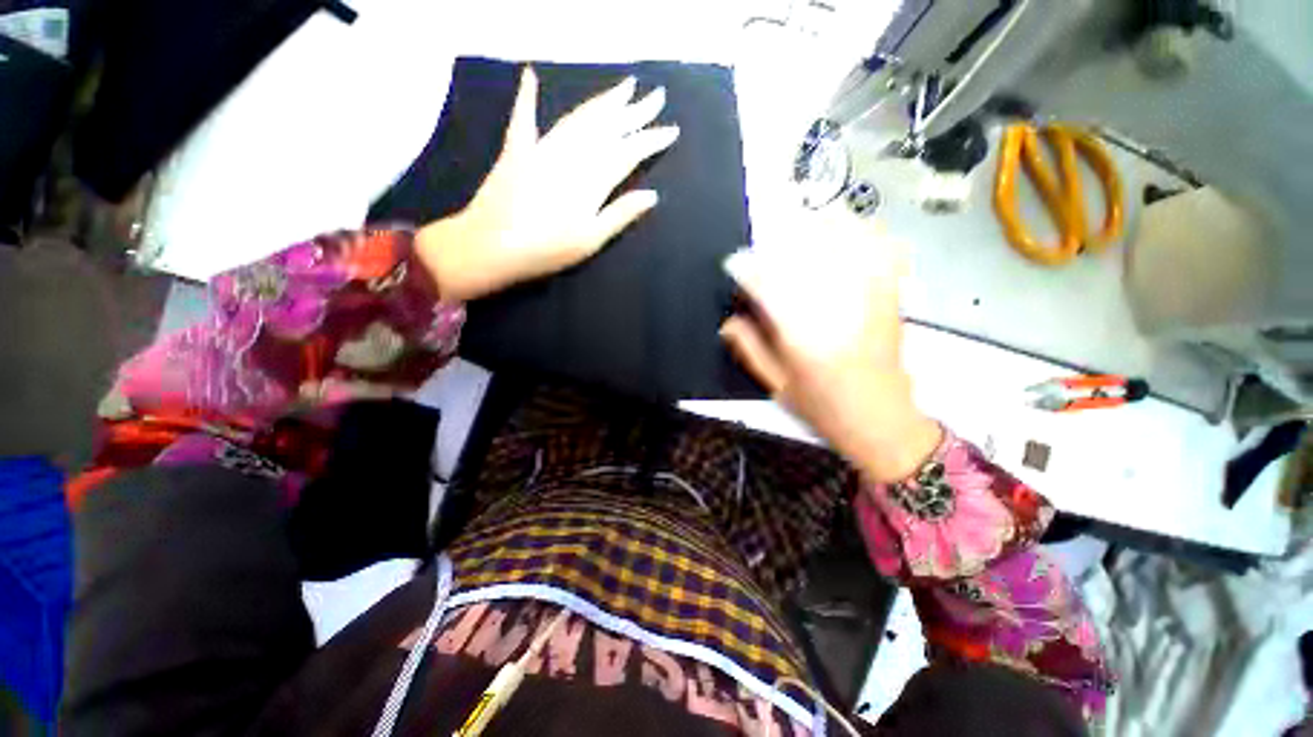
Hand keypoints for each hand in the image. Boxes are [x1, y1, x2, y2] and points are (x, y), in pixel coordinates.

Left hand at [416, 67, 679, 300]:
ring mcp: (542, 148)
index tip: (671, 130)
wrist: (491, 247)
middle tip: (656, 96)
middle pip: (608, 127)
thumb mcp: (590, 240)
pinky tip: (530, 75)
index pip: (628, 152)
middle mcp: (571, 155)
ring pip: (579, 117)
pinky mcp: (517, 150)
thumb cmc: (546, 250)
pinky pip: (523, 118)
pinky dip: (527, 96)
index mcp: (591, 180)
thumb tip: (652, 195)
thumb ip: (620, 214)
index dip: (651, 140)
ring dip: (604, 101)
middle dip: (635, 112)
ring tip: (625, 88)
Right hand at [719, 211, 941, 481]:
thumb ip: (750, 349)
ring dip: (823, 225)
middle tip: (765, 229)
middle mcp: (836, 308)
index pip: (769, 287)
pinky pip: (882, 252)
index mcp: (802, 335)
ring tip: (803, 218)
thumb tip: (728, 322)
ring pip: (847, 244)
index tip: (733, 262)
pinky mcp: (890, 298)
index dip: (747, 270)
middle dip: (782, 234)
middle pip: (809, 254)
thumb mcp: (776, 385)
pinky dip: (866, 233)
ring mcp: (868, 299)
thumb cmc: (823, 407)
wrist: (882, 421)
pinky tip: (850, 227)